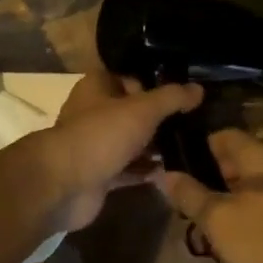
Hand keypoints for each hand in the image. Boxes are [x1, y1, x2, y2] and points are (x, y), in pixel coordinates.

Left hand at [27, 71, 202, 231]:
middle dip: (161, 118)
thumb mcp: (142, 109)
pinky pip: (131, 169)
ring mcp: (98, 145)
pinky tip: (176, 172)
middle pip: (134, 110)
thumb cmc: (101, 135)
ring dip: (157, 145)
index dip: (156, 83)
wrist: (64, 185)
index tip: (186, 93)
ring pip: (133, 140)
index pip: (131, 77)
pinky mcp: (102, 174)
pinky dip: (149, 170)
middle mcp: (96, 112)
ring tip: (193, 145)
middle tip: (196, 121)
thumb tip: (199, 89)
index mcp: (98, 87)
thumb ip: (171, 98)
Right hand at [155, 129, 262, 262]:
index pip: (223, 136)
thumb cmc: (262, 245)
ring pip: (248, 180)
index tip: (175, 166)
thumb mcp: (217, 220)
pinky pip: (261, 198)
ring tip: (199, 212)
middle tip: (183, 194)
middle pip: (236, 157)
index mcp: (262, 156)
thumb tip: (166, 174)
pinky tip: (226, 228)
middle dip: (208, 173)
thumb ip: (189, 194)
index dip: (197, 148)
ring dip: (224, 193)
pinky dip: (241, 206)